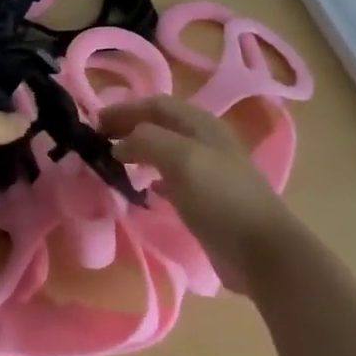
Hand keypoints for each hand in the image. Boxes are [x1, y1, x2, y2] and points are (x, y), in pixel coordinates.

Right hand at [98, 96, 299, 286]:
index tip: (94, 123)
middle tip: (99, 140)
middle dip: (130, 126)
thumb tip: (119, 144)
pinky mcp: (206, 198)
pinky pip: (172, 177)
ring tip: (115, 160)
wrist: (261, 250)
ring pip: (165, 150)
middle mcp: (205, 141)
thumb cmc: (221, 198)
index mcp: (201, 124)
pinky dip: (152, 176)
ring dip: (139, 149)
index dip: (124, 109)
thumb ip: (147, 140)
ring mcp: (208, 171)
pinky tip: (144, 188)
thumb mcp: (181, 159)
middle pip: (161, 124)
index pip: (156, 104)